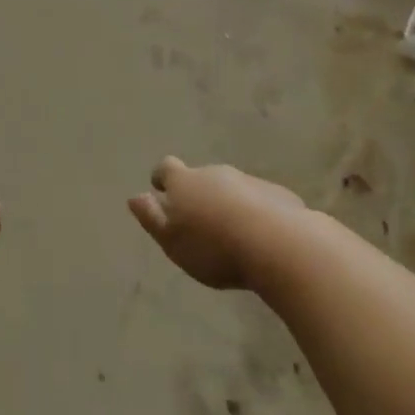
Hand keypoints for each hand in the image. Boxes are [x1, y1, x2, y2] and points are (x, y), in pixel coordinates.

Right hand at [128, 156, 305, 289]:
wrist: (280, 245)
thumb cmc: (214, 246)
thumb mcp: (172, 240)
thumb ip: (151, 218)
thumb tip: (134, 197)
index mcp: (185, 181)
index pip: (166, 168)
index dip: (162, 178)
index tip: (161, 190)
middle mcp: (215, 173)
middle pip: (201, 177)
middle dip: (198, 194)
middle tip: (199, 221)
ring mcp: (249, 181)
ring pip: (232, 188)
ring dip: (228, 204)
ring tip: (232, 233)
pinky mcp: (279, 195)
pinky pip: (260, 200)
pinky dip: (256, 213)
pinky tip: (262, 238)